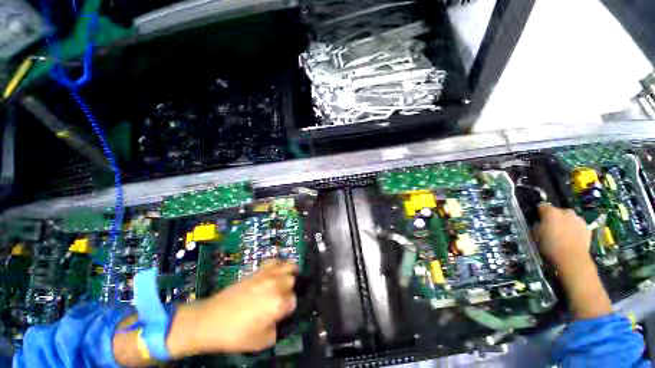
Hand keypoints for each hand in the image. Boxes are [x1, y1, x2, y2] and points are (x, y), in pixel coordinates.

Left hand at [167, 261, 297, 356]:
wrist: (211, 320)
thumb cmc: (236, 334)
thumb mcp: (261, 342)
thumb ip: (276, 329)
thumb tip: (277, 319)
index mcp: (279, 303)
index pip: (294, 301)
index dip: (289, 308)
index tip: (282, 313)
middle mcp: (276, 285)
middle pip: (292, 281)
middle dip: (289, 289)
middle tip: (281, 298)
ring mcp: (267, 275)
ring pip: (288, 266)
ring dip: (289, 272)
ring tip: (287, 278)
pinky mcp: (257, 271)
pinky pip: (273, 261)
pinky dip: (278, 263)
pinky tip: (276, 270)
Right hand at [532, 203, 592, 271]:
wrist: (572, 259)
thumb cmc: (550, 245)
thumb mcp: (535, 234)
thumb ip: (537, 224)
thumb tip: (540, 223)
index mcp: (551, 211)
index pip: (542, 205)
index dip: (539, 212)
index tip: (537, 219)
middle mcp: (566, 212)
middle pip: (558, 211)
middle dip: (555, 218)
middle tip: (550, 228)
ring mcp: (579, 220)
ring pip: (569, 218)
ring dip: (565, 223)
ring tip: (562, 235)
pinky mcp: (588, 229)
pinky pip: (578, 226)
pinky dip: (574, 230)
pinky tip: (571, 239)